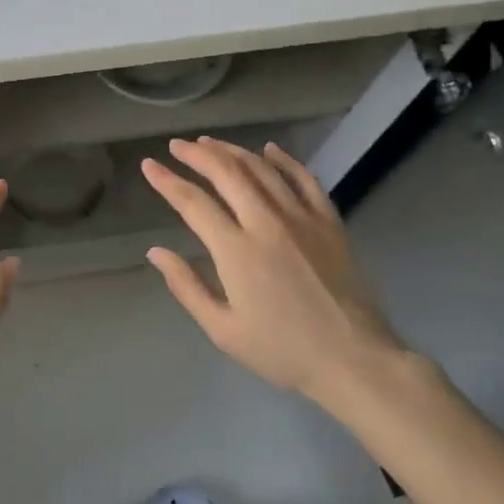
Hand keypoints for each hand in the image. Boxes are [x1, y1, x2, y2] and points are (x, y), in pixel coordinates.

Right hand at [141, 137, 407, 412]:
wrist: (354, 360)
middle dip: (197, 155)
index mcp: (236, 251)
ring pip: (261, 169)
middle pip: (227, 174)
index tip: (149, 166)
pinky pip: (304, 179)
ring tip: (210, 143)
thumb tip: (156, 252)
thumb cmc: (282, 351)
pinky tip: (270, 150)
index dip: (167, 181)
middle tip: (177, 146)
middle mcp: (267, 223)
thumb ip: (187, 287)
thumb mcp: (223, 330)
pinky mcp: (329, 222)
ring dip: (232, 151)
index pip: (193, 203)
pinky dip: (285, 160)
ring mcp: (302, 218)